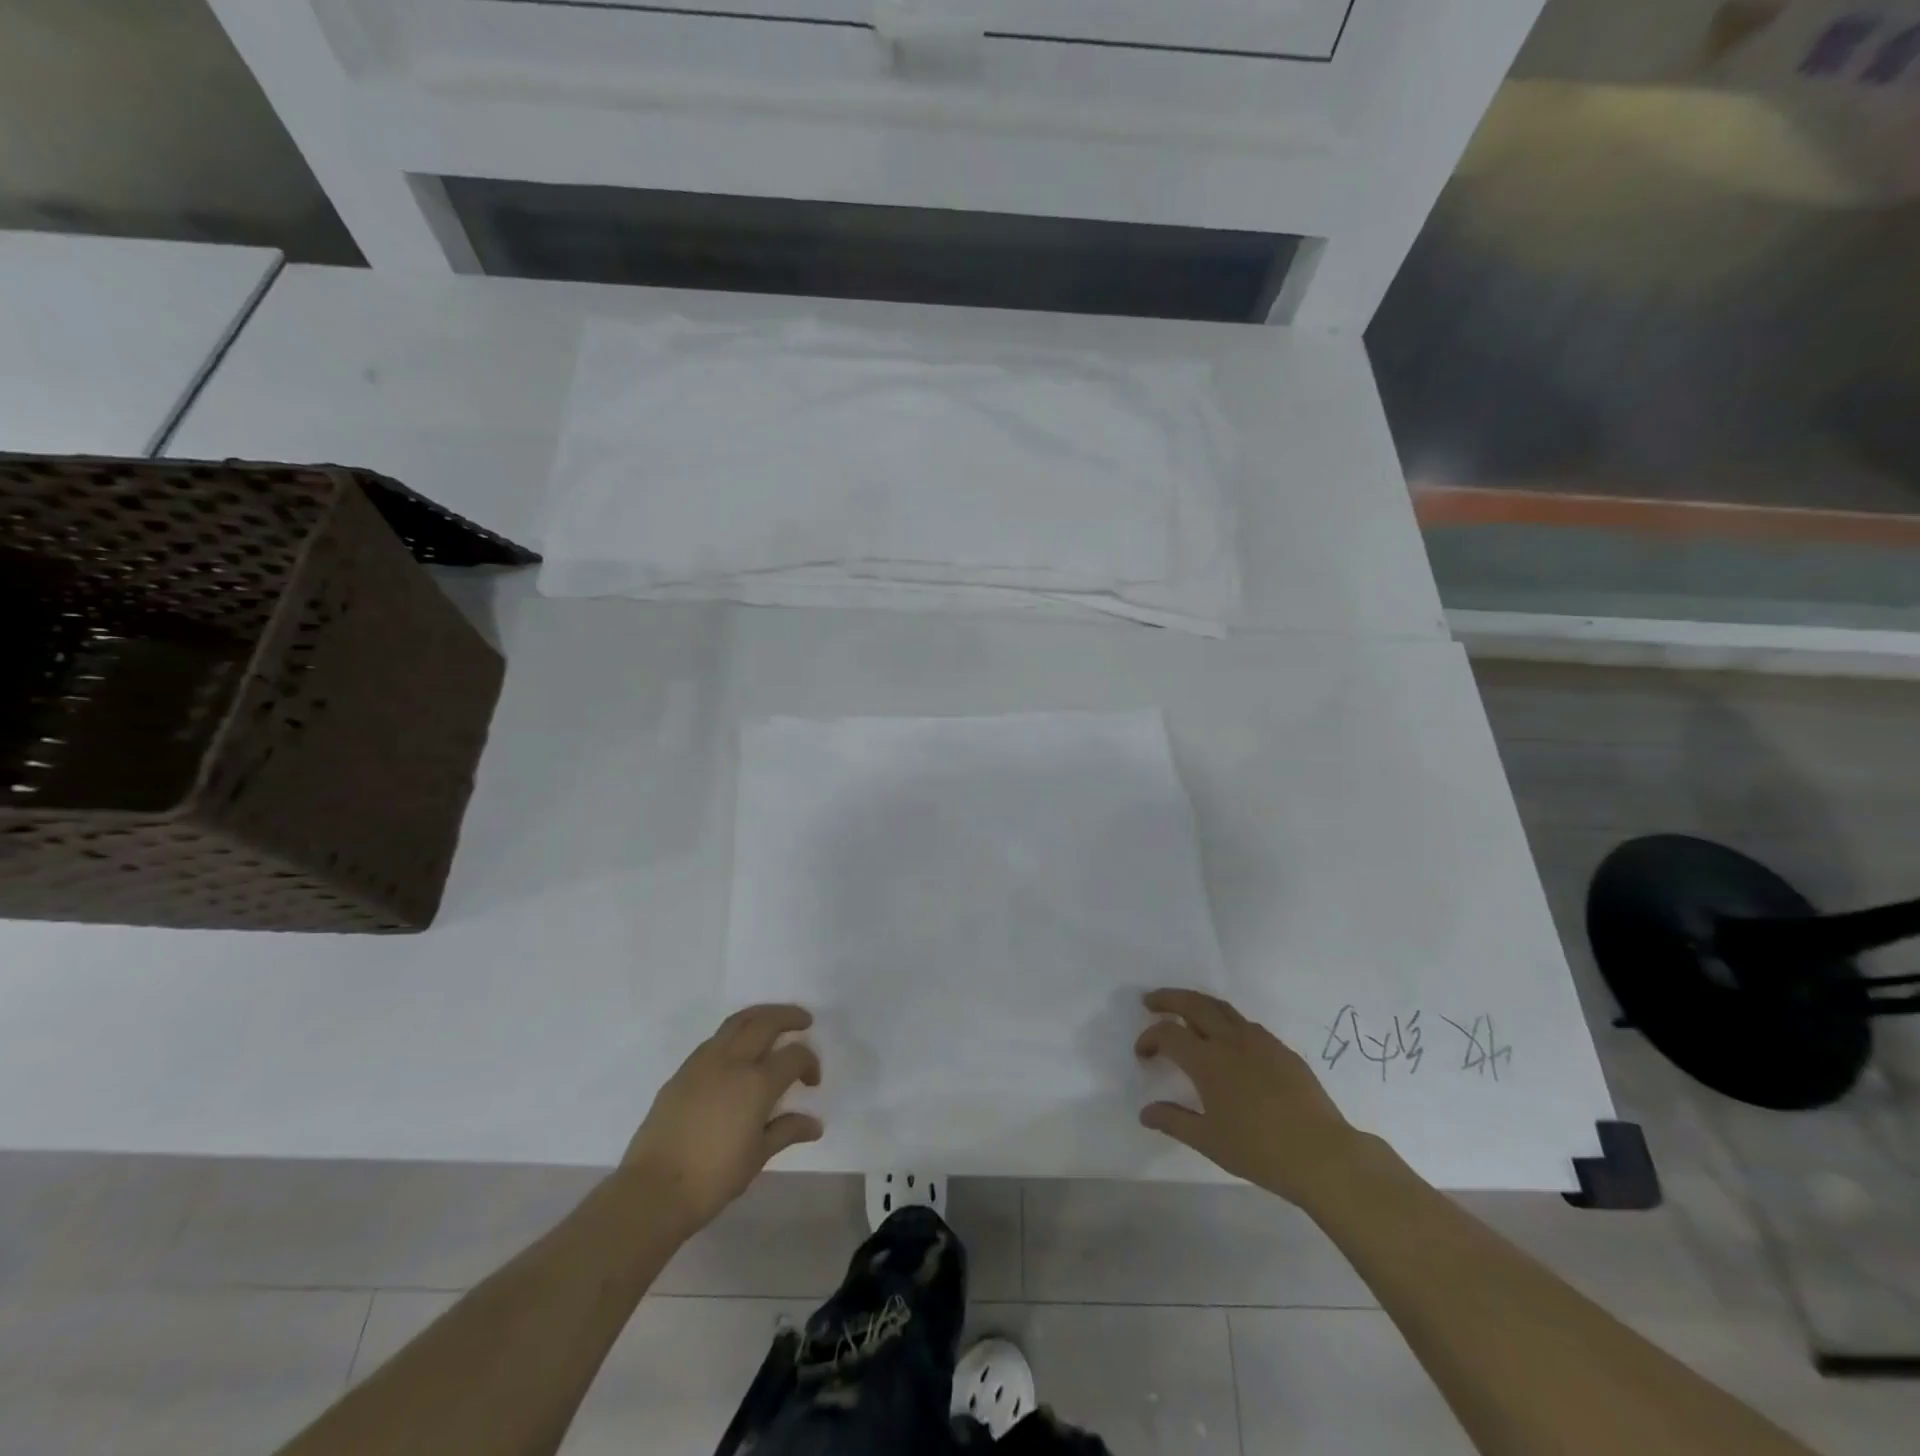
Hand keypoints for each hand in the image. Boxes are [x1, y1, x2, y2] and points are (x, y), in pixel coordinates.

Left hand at [623, 1005, 822, 1232]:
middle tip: (804, 1022)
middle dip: (790, 1016)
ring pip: (738, 1021)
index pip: (795, 1055)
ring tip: (773, 1023)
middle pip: (767, 1021)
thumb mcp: (758, 1156)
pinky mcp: (682, 1070)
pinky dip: (735, 1033)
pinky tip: (738, 1052)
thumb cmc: (713, 1178)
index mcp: (757, 1083)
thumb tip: (814, 1125)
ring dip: (761, 1016)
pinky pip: (716, 1039)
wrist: (653, 1191)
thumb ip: (787, 1131)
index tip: (811, 1083)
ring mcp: (704, 1062)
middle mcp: (733, 1061)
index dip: (810, 1062)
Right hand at [1135, 988, 1359, 1205]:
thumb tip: (1146, 1112)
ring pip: (1221, 1007)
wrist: (1323, 1155)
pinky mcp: (1281, 1049)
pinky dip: (1225, 1021)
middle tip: (1151, 1002)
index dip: (1149, 1038)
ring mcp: (1259, 1040)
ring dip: (1197, 1003)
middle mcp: (1230, 1040)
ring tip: (1184, 1012)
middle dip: (1168, 998)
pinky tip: (1226, 1041)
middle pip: (1193, 1003)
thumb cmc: (1260, 1150)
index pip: (1168, 1034)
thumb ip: (1174, 1121)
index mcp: (1208, 1060)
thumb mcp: (1209, 1141)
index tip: (1142, 1053)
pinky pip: (1245, 1024)